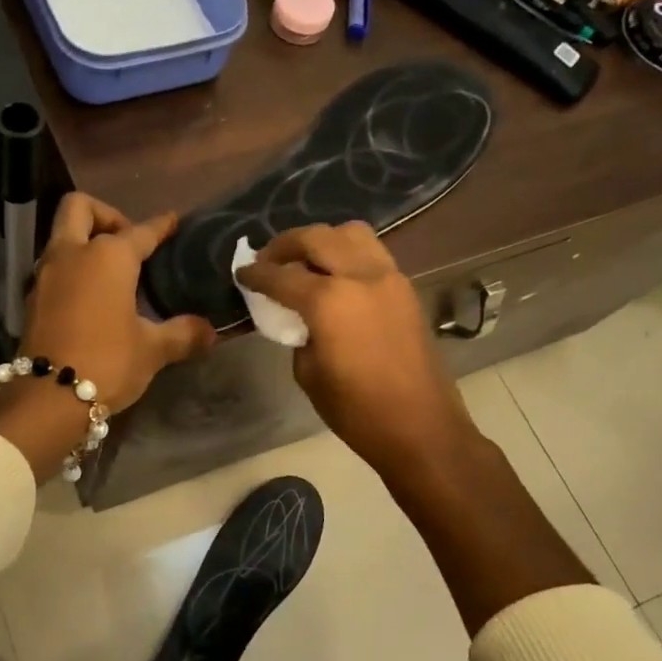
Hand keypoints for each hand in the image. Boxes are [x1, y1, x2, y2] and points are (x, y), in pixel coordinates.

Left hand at [0, 194, 215, 481]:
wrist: (48, 397)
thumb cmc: (107, 362)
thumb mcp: (152, 350)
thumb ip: (182, 334)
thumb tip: (210, 331)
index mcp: (108, 256)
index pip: (140, 231)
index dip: (160, 225)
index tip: (172, 221)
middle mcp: (72, 254)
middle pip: (79, 208)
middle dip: (105, 215)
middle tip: (127, 241)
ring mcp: (46, 274)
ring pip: (61, 236)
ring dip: (85, 242)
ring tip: (112, 272)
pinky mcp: (32, 299)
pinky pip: (54, 267)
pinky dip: (72, 270)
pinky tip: (91, 296)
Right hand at [237, 222, 473, 476]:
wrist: (420, 427)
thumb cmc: (356, 410)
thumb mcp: (308, 373)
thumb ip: (298, 332)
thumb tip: (298, 316)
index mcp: (329, 301)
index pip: (281, 276)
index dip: (256, 274)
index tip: (241, 273)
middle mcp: (360, 276)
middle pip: (316, 237)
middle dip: (286, 244)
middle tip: (268, 261)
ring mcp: (389, 278)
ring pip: (350, 233)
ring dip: (322, 241)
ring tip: (305, 262)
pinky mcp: (405, 288)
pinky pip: (371, 253)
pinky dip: (347, 253)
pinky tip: (334, 277)